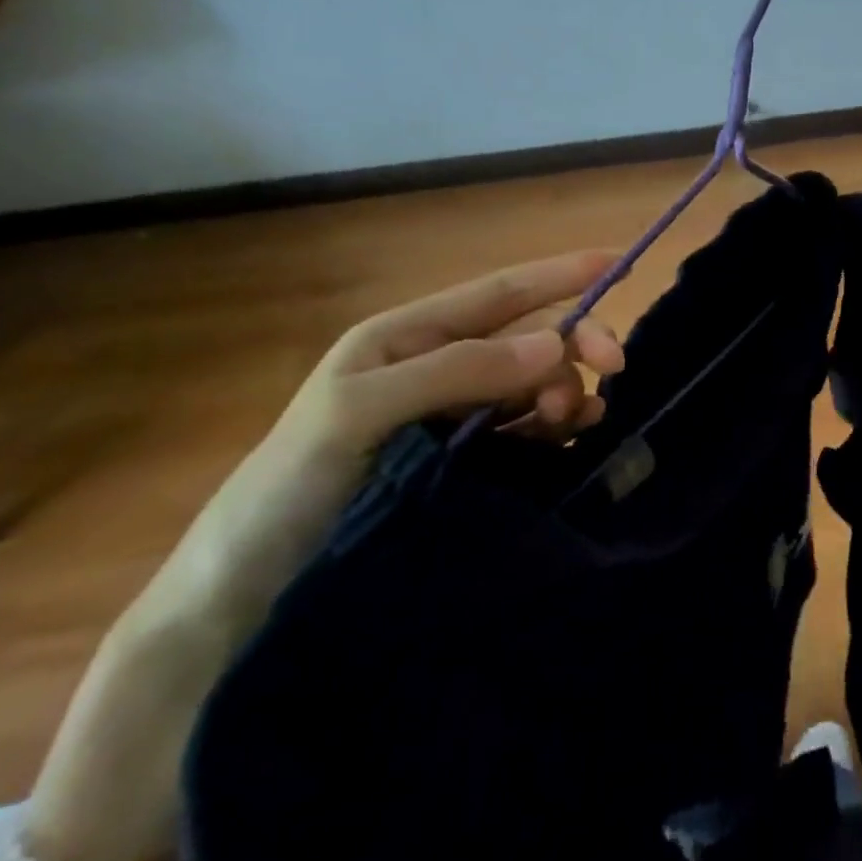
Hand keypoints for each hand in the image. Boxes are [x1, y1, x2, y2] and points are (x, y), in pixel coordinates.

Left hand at [6, 252, 625, 860]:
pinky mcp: (466, 463)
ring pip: (536, 383)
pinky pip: (529, 428)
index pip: (498, 294)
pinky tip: (570, 437)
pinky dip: (558, 425)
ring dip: (567, 389)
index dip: (559, 274)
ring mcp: (453, 417)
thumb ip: (454, 371)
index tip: (618, 262)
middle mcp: (436, 368)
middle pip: (528, 337)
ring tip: (575, 420)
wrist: (244, 598)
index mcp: (404, 339)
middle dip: (573, 343)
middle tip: (614, 367)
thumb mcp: (356, 414)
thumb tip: (553, 343)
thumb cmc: (285, 492)